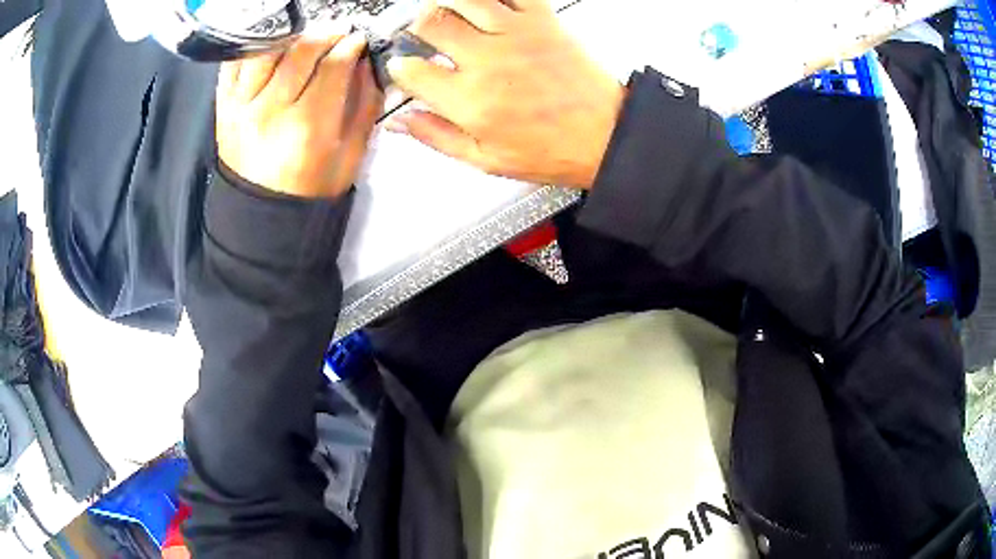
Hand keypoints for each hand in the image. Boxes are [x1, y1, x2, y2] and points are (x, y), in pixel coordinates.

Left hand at [216, 32, 383, 198]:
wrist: (262, 215)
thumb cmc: (311, 188)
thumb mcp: (352, 153)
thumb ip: (364, 104)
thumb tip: (366, 63)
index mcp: (307, 128)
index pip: (332, 67)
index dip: (350, 47)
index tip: (358, 41)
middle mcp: (270, 112)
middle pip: (300, 52)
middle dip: (325, 35)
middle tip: (337, 35)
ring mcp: (241, 108)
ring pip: (267, 50)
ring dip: (291, 36)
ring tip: (304, 39)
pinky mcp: (223, 108)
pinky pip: (234, 64)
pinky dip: (253, 47)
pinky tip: (271, 48)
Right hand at [385, 0, 625, 189]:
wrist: (605, 135)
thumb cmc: (553, 149)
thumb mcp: (486, 160)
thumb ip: (437, 137)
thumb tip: (402, 123)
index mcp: (470, 100)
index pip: (411, 70)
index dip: (400, 68)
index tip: (405, 68)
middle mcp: (488, 60)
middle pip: (430, 22)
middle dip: (417, 28)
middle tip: (423, 35)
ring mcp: (516, 34)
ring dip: (446, 2)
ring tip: (447, 13)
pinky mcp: (542, 21)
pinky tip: (484, 6)